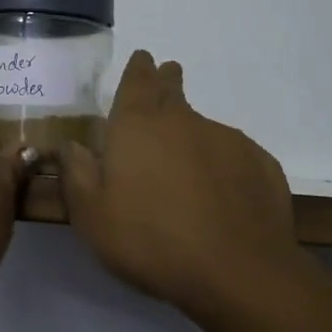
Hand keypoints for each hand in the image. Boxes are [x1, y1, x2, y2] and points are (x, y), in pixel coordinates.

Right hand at [59, 51, 305, 322]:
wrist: (238, 273)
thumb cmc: (151, 241)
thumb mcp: (93, 217)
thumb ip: (77, 174)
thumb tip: (70, 145)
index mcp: (138, 124)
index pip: (137, 79)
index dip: (139, 68)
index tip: (143, 59)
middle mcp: (183, 120)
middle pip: (173, 89)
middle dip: (167, 82)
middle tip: (166, 81)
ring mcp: (227, 139)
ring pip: (204, 127)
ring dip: (193, 137)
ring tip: (189, 171)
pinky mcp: (261, 164)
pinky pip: (235, 156)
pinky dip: (224, 166)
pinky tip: (222, 196)